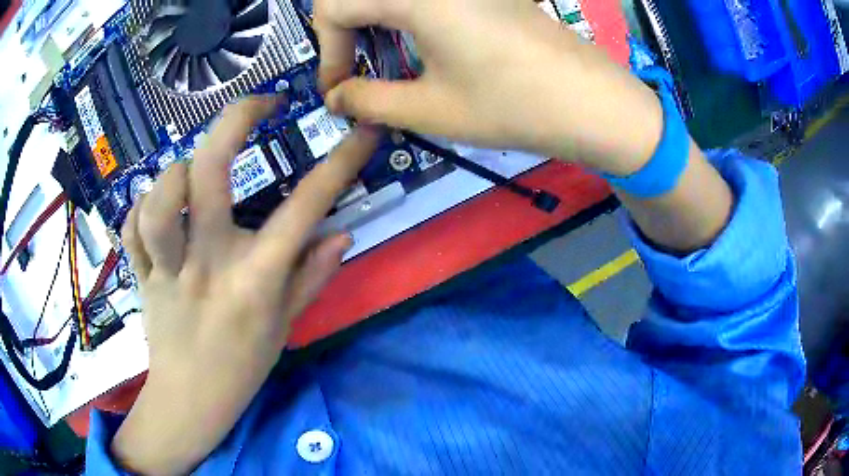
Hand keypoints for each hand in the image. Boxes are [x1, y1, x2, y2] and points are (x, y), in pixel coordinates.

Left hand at [111, 96, 377, 474]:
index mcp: (255, 282)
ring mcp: (168, 270)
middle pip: (209, 174)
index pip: (305, 209)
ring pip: (158, 200)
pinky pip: (131, 227)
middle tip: (260, 104)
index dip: (340, 164)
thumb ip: (312, 276)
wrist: (190, 401)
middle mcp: (208, 266)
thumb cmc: (242, 366)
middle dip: (236, 121)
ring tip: (189, 173)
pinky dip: (140, 208)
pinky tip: (155, 211)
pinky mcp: (141, 276)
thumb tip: (343, 232)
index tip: (361, 132)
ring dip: (174, 173)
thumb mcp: (285, 325)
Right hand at [315, 0, 663, 174]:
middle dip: (346, 33)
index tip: (337, 88)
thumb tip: (337, 99)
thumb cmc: (512, 105)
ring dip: (374, 25)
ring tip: (383, 65)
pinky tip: (417, 47)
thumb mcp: (430, 109)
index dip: (327, 51)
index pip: (334, 6)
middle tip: (354, 72)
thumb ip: (368, 100)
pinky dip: (404, 18)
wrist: (590, 101)